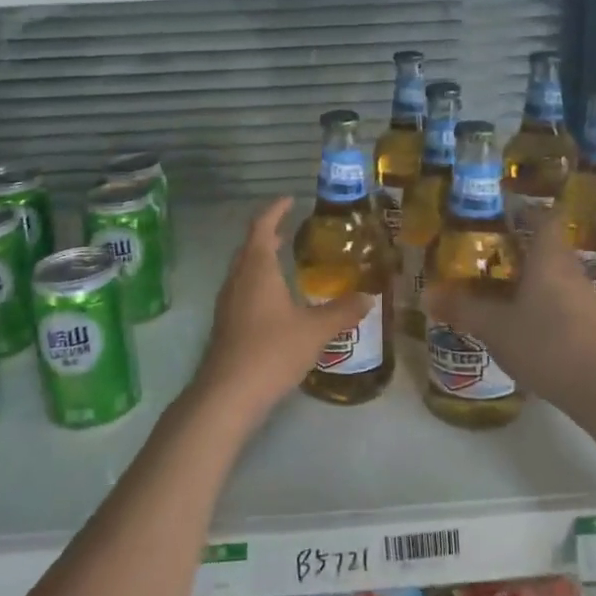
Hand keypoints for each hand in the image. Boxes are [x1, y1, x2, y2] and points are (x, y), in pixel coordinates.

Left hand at [191, 198, 370, 428]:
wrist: (227, 395)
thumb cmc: (271, 351)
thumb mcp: (315, 330)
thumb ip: (342, 312)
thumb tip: (369, 297)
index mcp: (257, 269)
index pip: (262, 227)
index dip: (275, 210)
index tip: (290, 200)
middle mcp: (238, 279)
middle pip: (249, 246)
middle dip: (269, 234)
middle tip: (291, 229)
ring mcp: (227, 303)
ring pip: (243, 270)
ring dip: (261, 259)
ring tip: (285, 262)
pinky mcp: (226, 325)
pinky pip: (242, 290)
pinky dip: (258, 282)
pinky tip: (276, 302)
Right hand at [422, 210, 595, 419]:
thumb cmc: (545, 343)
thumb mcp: (494, 327)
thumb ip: (462, 308)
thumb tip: (426, 295)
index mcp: (549, 258)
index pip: (545, 219)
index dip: (526, 212)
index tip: (503, 215)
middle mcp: (571, 270)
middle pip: (550, 247)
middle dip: (523, 248)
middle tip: (492, 255)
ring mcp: (587, 298)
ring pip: (558, 275)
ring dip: (535, 278)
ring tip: (505, 290)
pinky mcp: (594, 324)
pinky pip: (566, 300)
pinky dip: (547, 303)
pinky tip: (528, 323)